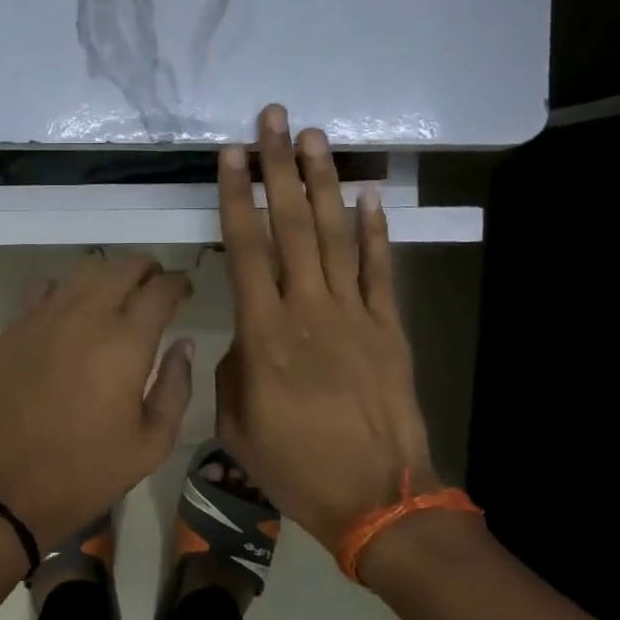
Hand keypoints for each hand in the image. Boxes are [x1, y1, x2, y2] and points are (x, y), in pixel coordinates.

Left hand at [0, 254, 195, 546]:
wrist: (9, 487)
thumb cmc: (88, 471)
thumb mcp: (152, 443)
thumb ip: (175, 387)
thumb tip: (183, 346)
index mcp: (126, 343)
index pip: (160, 290)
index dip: (178, 283)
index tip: (184, 290)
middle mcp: (86, 317)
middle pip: (122, 267)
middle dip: (146, 269)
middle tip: (155, 286)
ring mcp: (44, 318)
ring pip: (83, 270)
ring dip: (107, 274)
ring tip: (116, 295)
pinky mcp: (15, 328)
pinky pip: (44, 287)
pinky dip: (65, 289)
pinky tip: (70, 311)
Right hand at [214, 104, 436, 551]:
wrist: (377, 499)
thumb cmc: (296, 466)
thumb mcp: (237, 423)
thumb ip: (232, 369)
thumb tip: (245, 337)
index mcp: (265, 336)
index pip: (246, 252)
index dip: (235, 200)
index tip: (230, 157)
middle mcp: (309, 312)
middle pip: (291, 228)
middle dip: (278, 169)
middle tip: (273, 120)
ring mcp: (355, 316)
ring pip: (334, 237)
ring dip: (323, 184)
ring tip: (314, 138)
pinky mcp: (389, 329)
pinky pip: (379, 271)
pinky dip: (375, 231)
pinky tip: (369, 196)